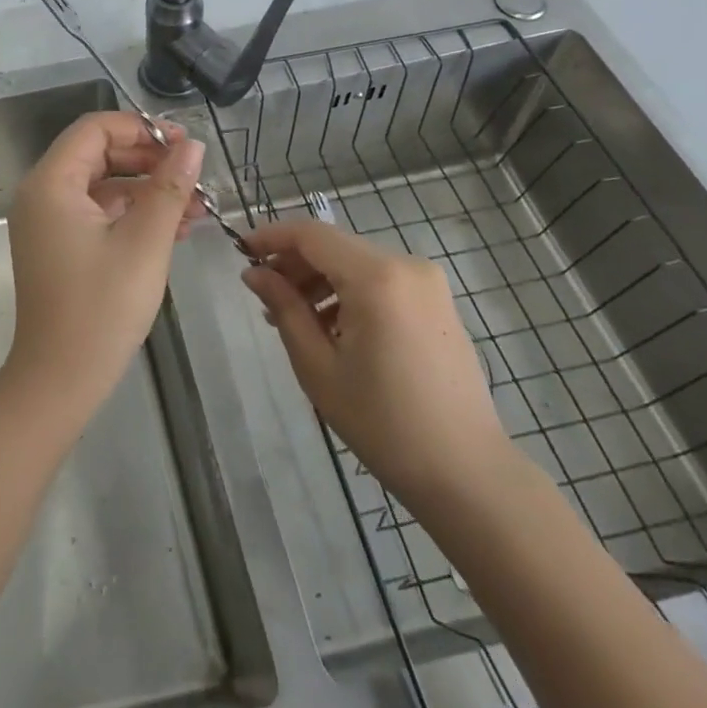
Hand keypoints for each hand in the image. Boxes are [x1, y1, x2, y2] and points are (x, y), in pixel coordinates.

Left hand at [3, 112, 205, 408]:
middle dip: (149, 160)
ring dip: (148, 190)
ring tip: (198, 207)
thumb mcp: (145, 242)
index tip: (183, 143)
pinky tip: (175, 229)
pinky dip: (133, 215)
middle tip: (194, 175)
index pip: (95, 129)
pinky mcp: (60, 245)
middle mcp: (42, 194)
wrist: (60, 380)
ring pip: (103, 185)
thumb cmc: (102, 307)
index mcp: (51, 183)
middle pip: (99, 154)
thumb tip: (191, 145)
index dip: (141, 128)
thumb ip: (169, 188)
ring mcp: (48, 222)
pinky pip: (98, 213)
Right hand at [242, 218, 512, 515]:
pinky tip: (332, 328)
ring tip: (293, 319)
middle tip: (263, 296)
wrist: (466, 472)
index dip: (271, 237)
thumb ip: (284, 308)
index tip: (240, 252)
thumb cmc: (383, 423)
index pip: (312, 234)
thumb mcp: (318, 366)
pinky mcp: (437, 301)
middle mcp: (406, 265)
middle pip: (334, 246)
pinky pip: (380, 280)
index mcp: (377, 277)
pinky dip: (349, 292)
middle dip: (294, 263)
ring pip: (356, 262)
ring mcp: (427, 282)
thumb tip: (254, 273)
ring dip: (320, 280)